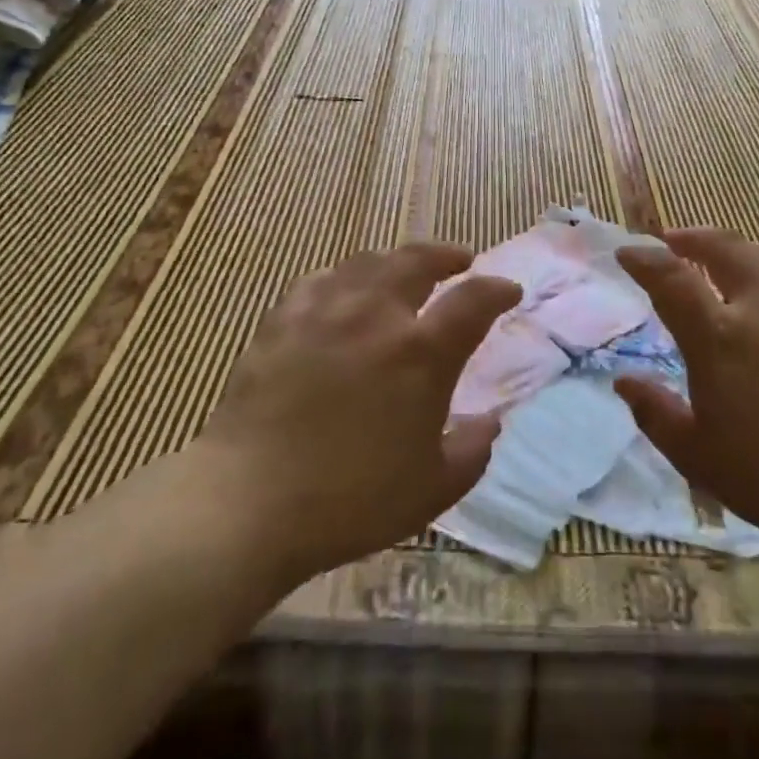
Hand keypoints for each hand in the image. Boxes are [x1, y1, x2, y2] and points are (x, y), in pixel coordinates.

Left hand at [188, 243, 520, 583]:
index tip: (509, 291)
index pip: (473, 301)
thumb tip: (490, 422)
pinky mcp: (282, 321)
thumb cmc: (350, 501)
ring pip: (368, 263)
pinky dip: (343, 279)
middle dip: (445, 255)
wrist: (249, 502)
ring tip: (403, 271)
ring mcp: (325, 312)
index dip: (497, 290)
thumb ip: (471, 450)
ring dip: (395, 261)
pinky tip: (342, 291)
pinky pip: (320, 281)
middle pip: (417, 261)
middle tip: (459, 260)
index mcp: (421, 353)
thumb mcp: (432, 489)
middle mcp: (377, 316)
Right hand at [614, 228, 758, 567]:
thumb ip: (655, 413)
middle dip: (693, 238)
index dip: (644, 260)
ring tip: (725, 254)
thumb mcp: (696, 455)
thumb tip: (624, 382)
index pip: (671, 279)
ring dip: (739, 249)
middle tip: (674, 240)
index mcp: (718, 337)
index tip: (627, 254)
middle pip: (724, 249)